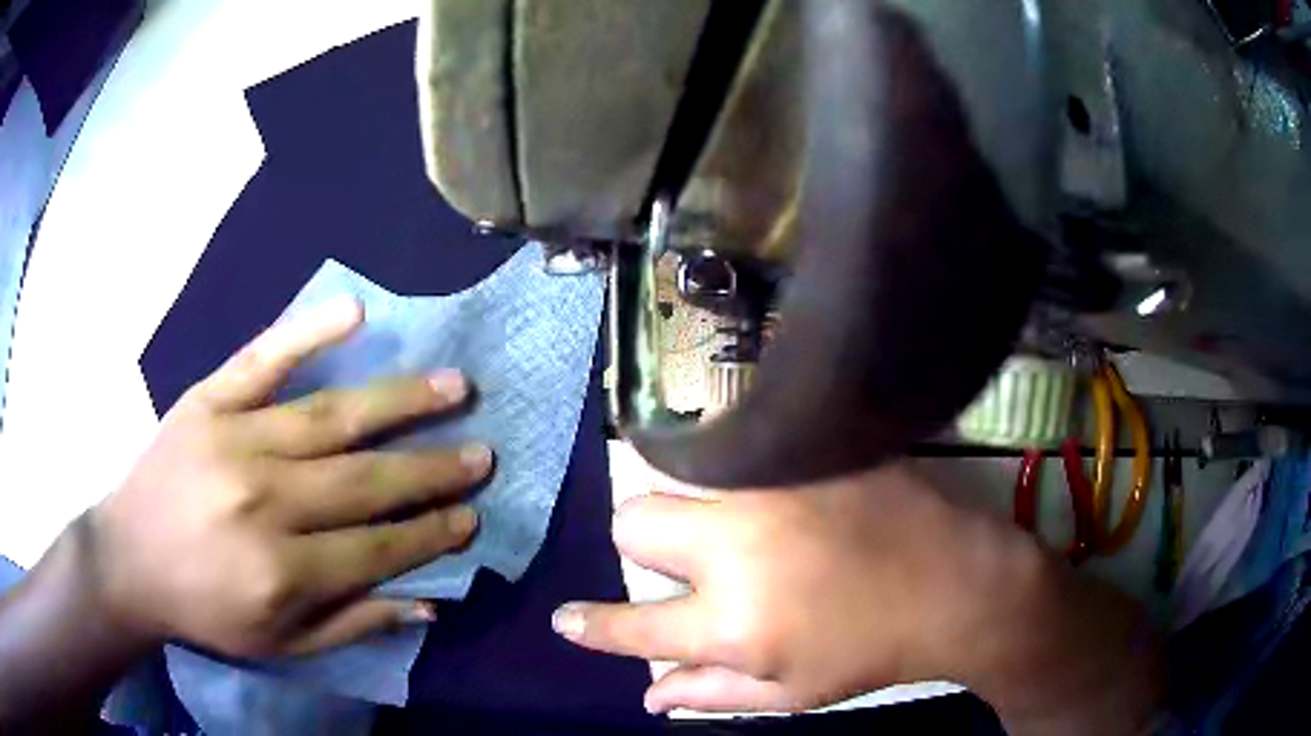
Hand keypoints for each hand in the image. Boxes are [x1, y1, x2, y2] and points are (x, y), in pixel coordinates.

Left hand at [88, 299, 492, 657]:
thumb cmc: (205, 611)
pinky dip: (308, 332)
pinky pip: (263, 359)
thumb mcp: (280, 645)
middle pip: (365, 481)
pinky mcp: (209, 401)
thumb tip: (429, 602)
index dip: (431, 533)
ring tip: (455, 386)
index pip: (379, 547)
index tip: (471, 516)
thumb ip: (353, 624)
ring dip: (400, 401)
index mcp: (283, 572)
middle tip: (482, 453)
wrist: (128, 559)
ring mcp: (235, 440)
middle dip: (432, 469)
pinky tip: (355, 312)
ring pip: (331, 417)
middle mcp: (265, 502)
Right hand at [553, 463, 1159, 732]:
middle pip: (635, 522)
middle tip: (690, 564)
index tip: (565, 619)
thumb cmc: (874, 650)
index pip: (631, 625)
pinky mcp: (807, 452)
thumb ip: (710, 693)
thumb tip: (645, 696)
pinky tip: (787, 502)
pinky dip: (741, 482)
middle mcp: (736, 547)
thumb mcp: (791, 691)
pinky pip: (741, 457)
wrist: (957, 583)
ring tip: (749, 533)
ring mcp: (772, 487)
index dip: (590, 627)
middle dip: (643, 547)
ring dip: (696, 513)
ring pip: (684, 480)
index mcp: (732, 622)